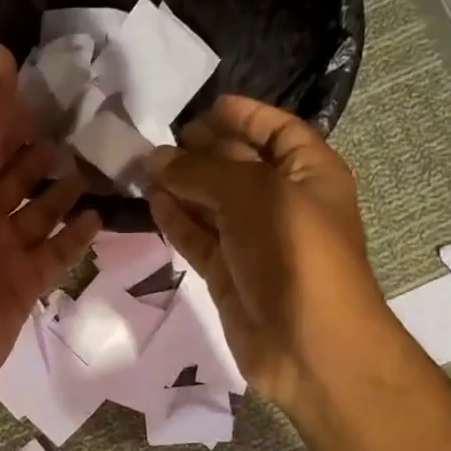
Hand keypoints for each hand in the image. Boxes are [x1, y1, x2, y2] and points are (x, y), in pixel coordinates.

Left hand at [0, 45, 100, 412]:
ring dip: (65, 192)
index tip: (61, 90)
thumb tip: (1, 51)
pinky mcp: (24, 286)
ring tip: (103, 166)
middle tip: (94, 127)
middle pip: (15, 175)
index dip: (17, 116)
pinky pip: (55, 254)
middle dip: (45, 153)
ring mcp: (1, 252)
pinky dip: (76, 236)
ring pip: (39, 213)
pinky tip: (102, 217)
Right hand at [148, 96, 391, 414]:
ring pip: (211, 202)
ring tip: (141, 167)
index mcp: (309, 173)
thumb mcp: (252, 194)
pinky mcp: (228, 272)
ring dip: (181, 185)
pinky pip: (198, 237)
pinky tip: (151, 202)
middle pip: (238, 164)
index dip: (245, 115)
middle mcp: (282, 202)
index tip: (203, 107)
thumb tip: (156, 158)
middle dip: (201, 150)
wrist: (309, 344)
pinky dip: (176, 220)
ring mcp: (253, 240)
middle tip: (156, 139)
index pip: (277, 131)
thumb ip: (201, 171)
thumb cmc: (294, 252)